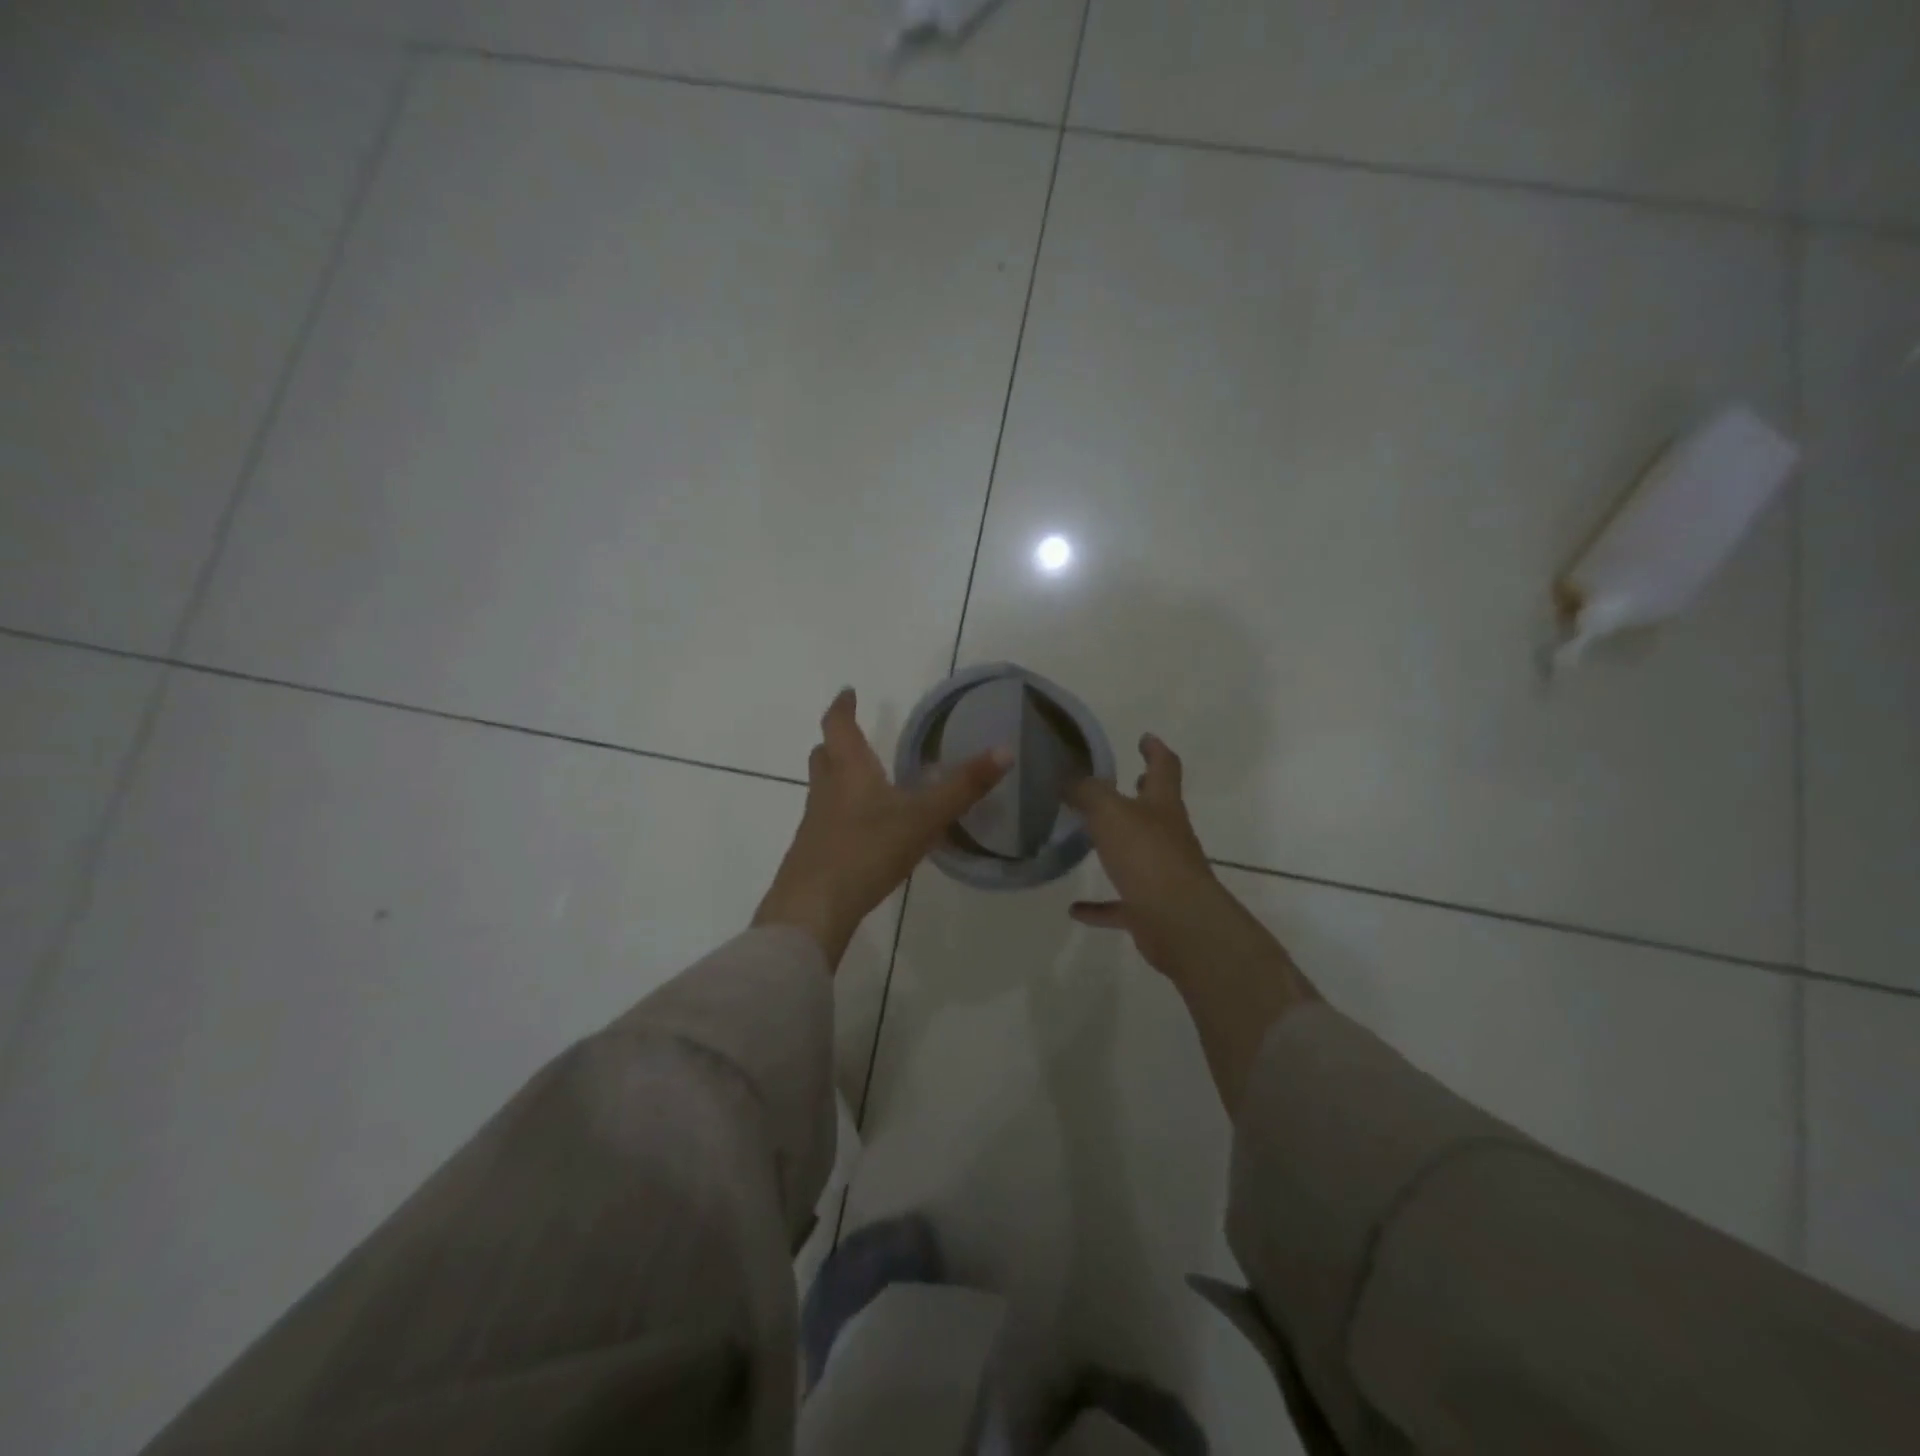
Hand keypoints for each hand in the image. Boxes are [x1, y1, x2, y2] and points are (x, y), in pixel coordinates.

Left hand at [754, 688, 1009, 967]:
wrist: (813, 908)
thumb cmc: (867, 850)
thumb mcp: (924, 817)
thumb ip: (963, 787)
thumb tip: (1005, 749)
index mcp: (849, 771)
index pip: (838, 725)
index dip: (843, 706)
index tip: (848, 692)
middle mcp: (826, 791)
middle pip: (823, 756)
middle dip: (836, 742)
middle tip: (853, 737)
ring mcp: (814, 824)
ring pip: (822, 789)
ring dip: (837, 778)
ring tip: (863, 782)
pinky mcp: (811, 854)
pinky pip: (825, 821)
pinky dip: (840, 814)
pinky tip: (862, 832)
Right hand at [1065, 733, 1234, 980]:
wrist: (1178, 921)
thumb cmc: (1146, 855)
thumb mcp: (1109, 811)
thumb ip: (1086, 791)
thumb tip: (1068, 778)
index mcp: (1162, 805)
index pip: (1164, 767)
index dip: (1155, 750)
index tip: (1144, 737)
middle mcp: (1167, 835)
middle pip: (1157, 808)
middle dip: (1145, 793)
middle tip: (1129, 780)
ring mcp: (1162, 873)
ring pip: (1139, 853)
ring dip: (1119, 845)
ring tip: (1091, 838)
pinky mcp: (1150, 909)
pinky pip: (1120, 905)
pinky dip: (1099, 906)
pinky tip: (1075, 909)